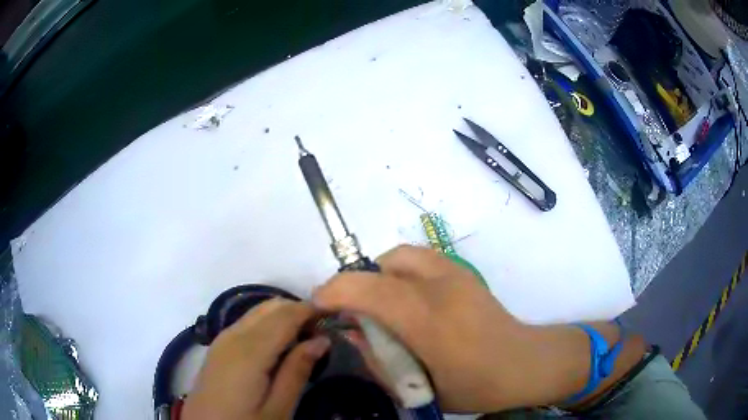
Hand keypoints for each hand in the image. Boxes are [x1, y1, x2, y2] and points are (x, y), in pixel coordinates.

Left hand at [182, 299, 329, 419]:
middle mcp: (234, 335)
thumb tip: (321, 340)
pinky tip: (278, 346)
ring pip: (258, 311)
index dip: (311, 310)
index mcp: (250, 350)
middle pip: (271, 306)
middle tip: (322, 332)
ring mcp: (223, 338)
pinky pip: (247, 323)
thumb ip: (297, 371)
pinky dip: (268, 324)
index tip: (334, 317)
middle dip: (299, 311)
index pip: (286, 315)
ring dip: (283, 317)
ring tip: (304, 339)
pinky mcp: (219, 346)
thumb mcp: (278, 409)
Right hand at [313, 245, 535, 411]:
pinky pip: (419, 258)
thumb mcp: (419, 386)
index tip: (319, 305)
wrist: (524, 363)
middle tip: (352, 313)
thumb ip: (378, 359)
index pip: (371, 290)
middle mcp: (442, 287)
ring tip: (380, 305)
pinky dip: (400, 271)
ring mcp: (456, 273)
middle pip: (382, 266)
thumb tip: (350, 331)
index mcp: (430, 321)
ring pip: (399, 256)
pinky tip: (406, 299)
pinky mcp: (463, 271)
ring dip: (378, 276)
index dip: (335, 291)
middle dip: (355, 285)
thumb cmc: (474, 385)